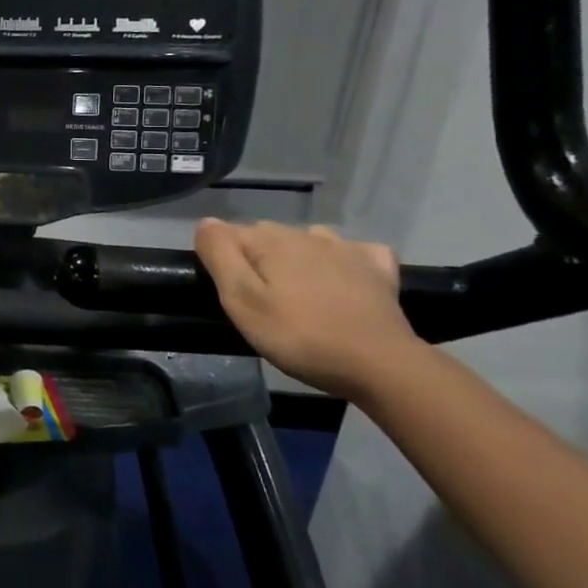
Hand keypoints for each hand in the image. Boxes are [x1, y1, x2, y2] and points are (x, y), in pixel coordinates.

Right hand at [193, 219, 424, 398]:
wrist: (380, 364)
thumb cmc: (299, 335)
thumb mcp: (241, 300)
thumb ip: (219, 255)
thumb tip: (206, 222)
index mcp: (270, 240)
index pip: (228, 234)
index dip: (222, 260)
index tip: (228, 293)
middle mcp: (307, 234)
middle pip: (266, 237)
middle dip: (256, 259)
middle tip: (258, 301)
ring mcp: (347, 249)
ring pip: (306, 241)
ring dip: (295, 259)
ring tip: (296, 293)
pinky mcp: (378, 268)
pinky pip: (352, 253)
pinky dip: (341, 262)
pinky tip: (342, 281)